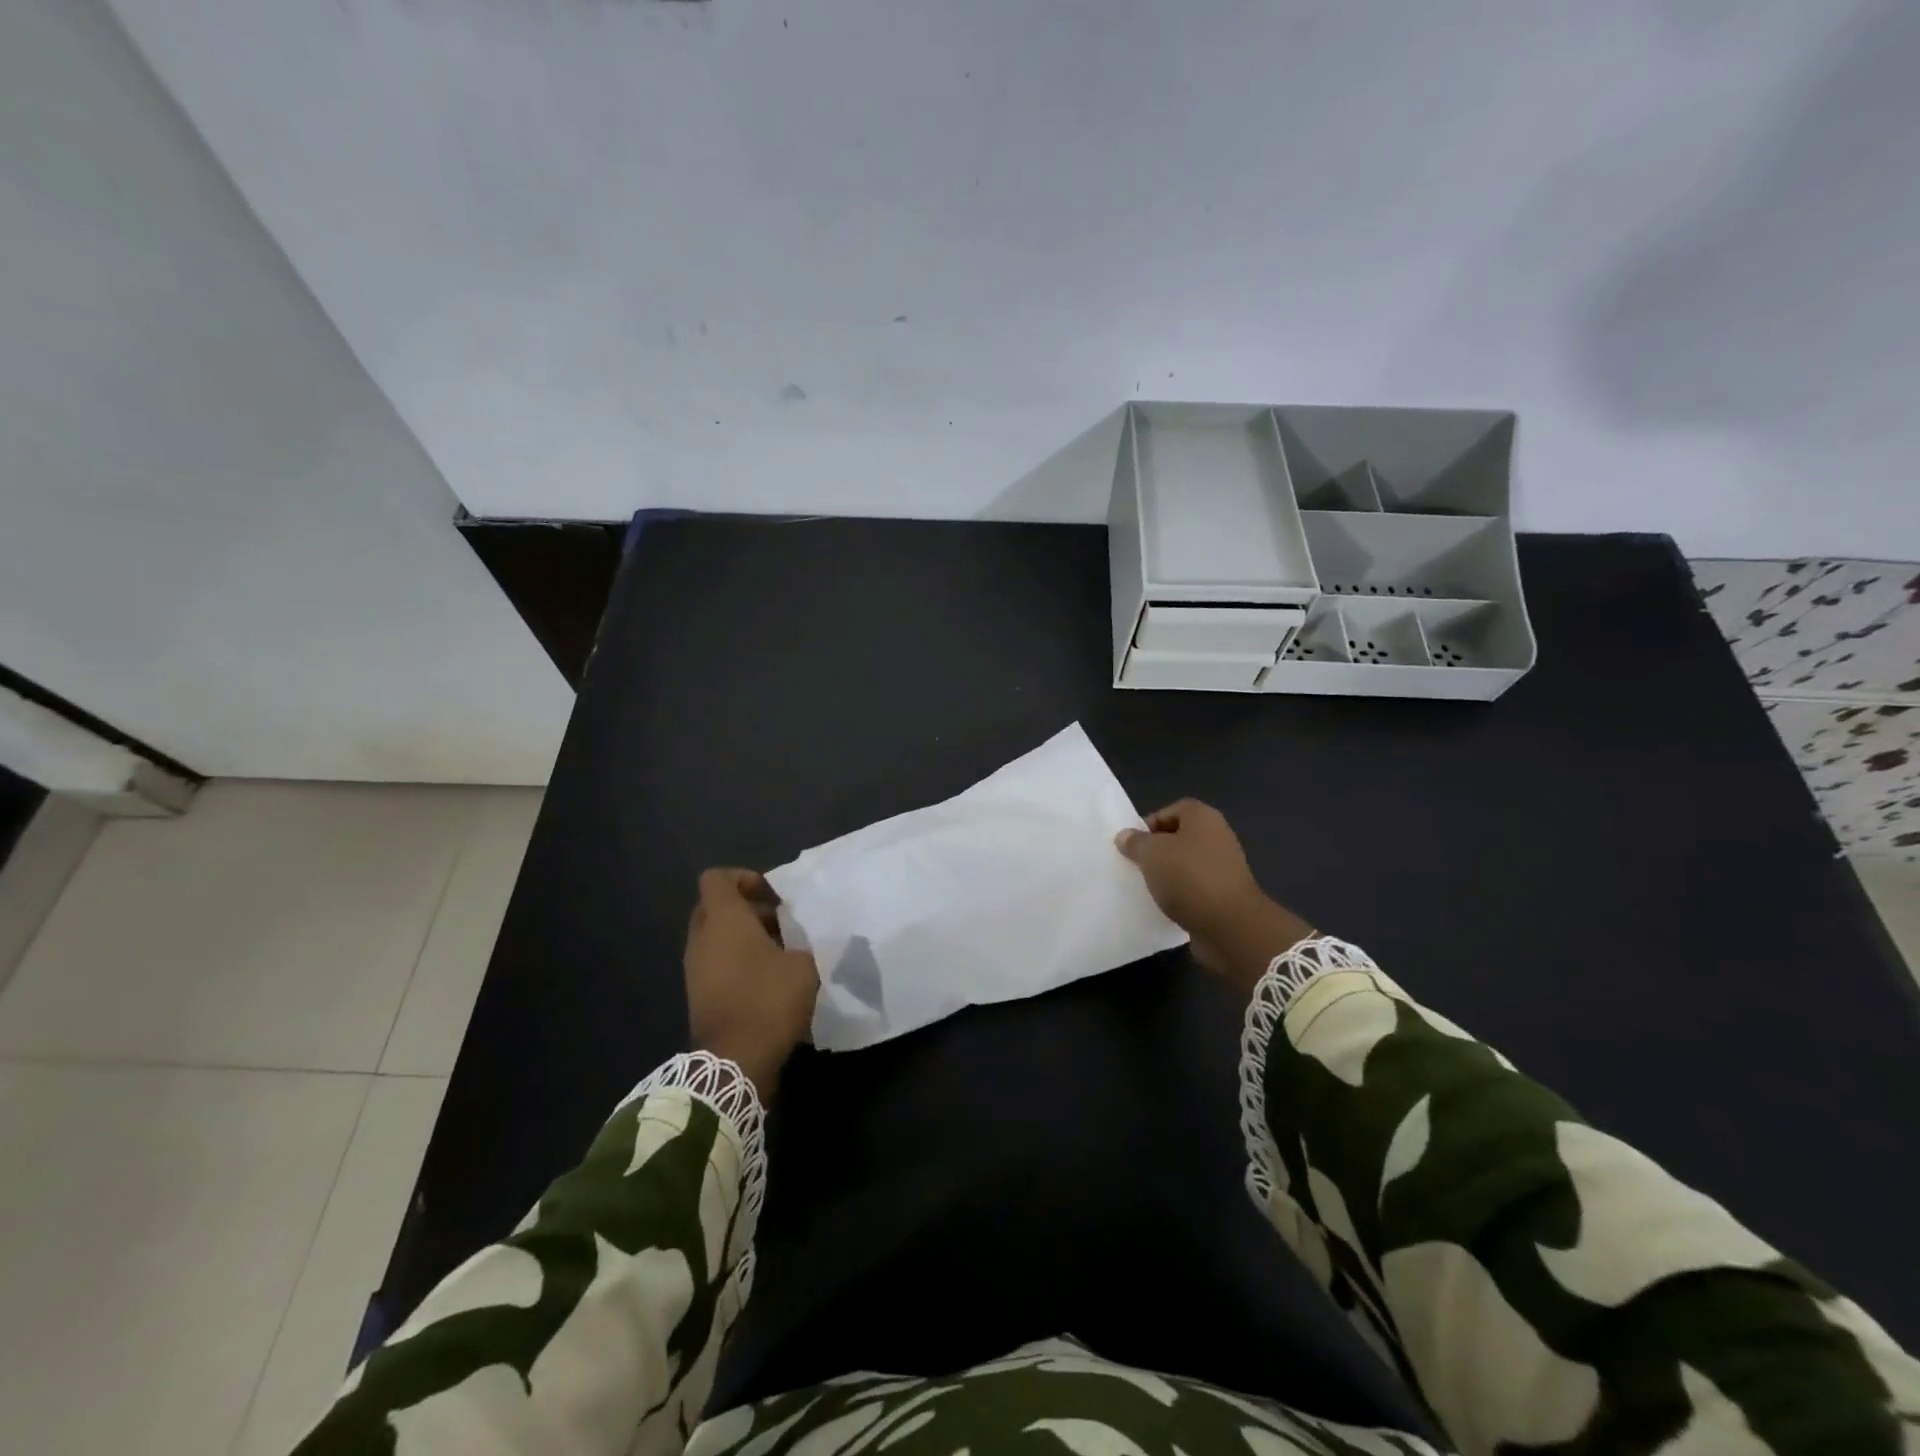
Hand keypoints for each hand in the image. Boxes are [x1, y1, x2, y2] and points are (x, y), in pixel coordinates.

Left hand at [684, 869, 817, 1099]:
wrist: (734, 1062)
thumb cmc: (768, 1000)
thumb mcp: (804, 965)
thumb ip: (804, 942)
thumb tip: (802, 940)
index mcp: (724, 919)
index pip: (716, 878)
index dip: (744, 878)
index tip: (772, 896)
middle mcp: (702, 938)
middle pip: (714, 907)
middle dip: (746, 909)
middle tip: (779, 922)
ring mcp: (695, 968)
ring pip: (715, 937)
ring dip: (743, 938)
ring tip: (779, 953)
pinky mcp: (697, 994)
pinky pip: (715, 963)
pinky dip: (737, 962)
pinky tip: (767, 979)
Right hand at [1115, 799, 1313, 992]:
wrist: (1231, 926)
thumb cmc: (1189, 877)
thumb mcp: (1152, 853)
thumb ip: (1135, 842)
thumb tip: (1125, 836)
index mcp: (1203, 818)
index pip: (1171, 810)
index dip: (1149, 824)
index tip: (1132, 844)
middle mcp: (1217, 837)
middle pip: (1178, 838)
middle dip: (1156, 851)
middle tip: (1135, 865)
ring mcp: (1223, 868)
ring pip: (1185, 865)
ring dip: (1166, 875)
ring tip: (1145, 887)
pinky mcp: (1224, 896)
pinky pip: (1194, 889)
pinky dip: (1179, 896)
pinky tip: (1164, 906)